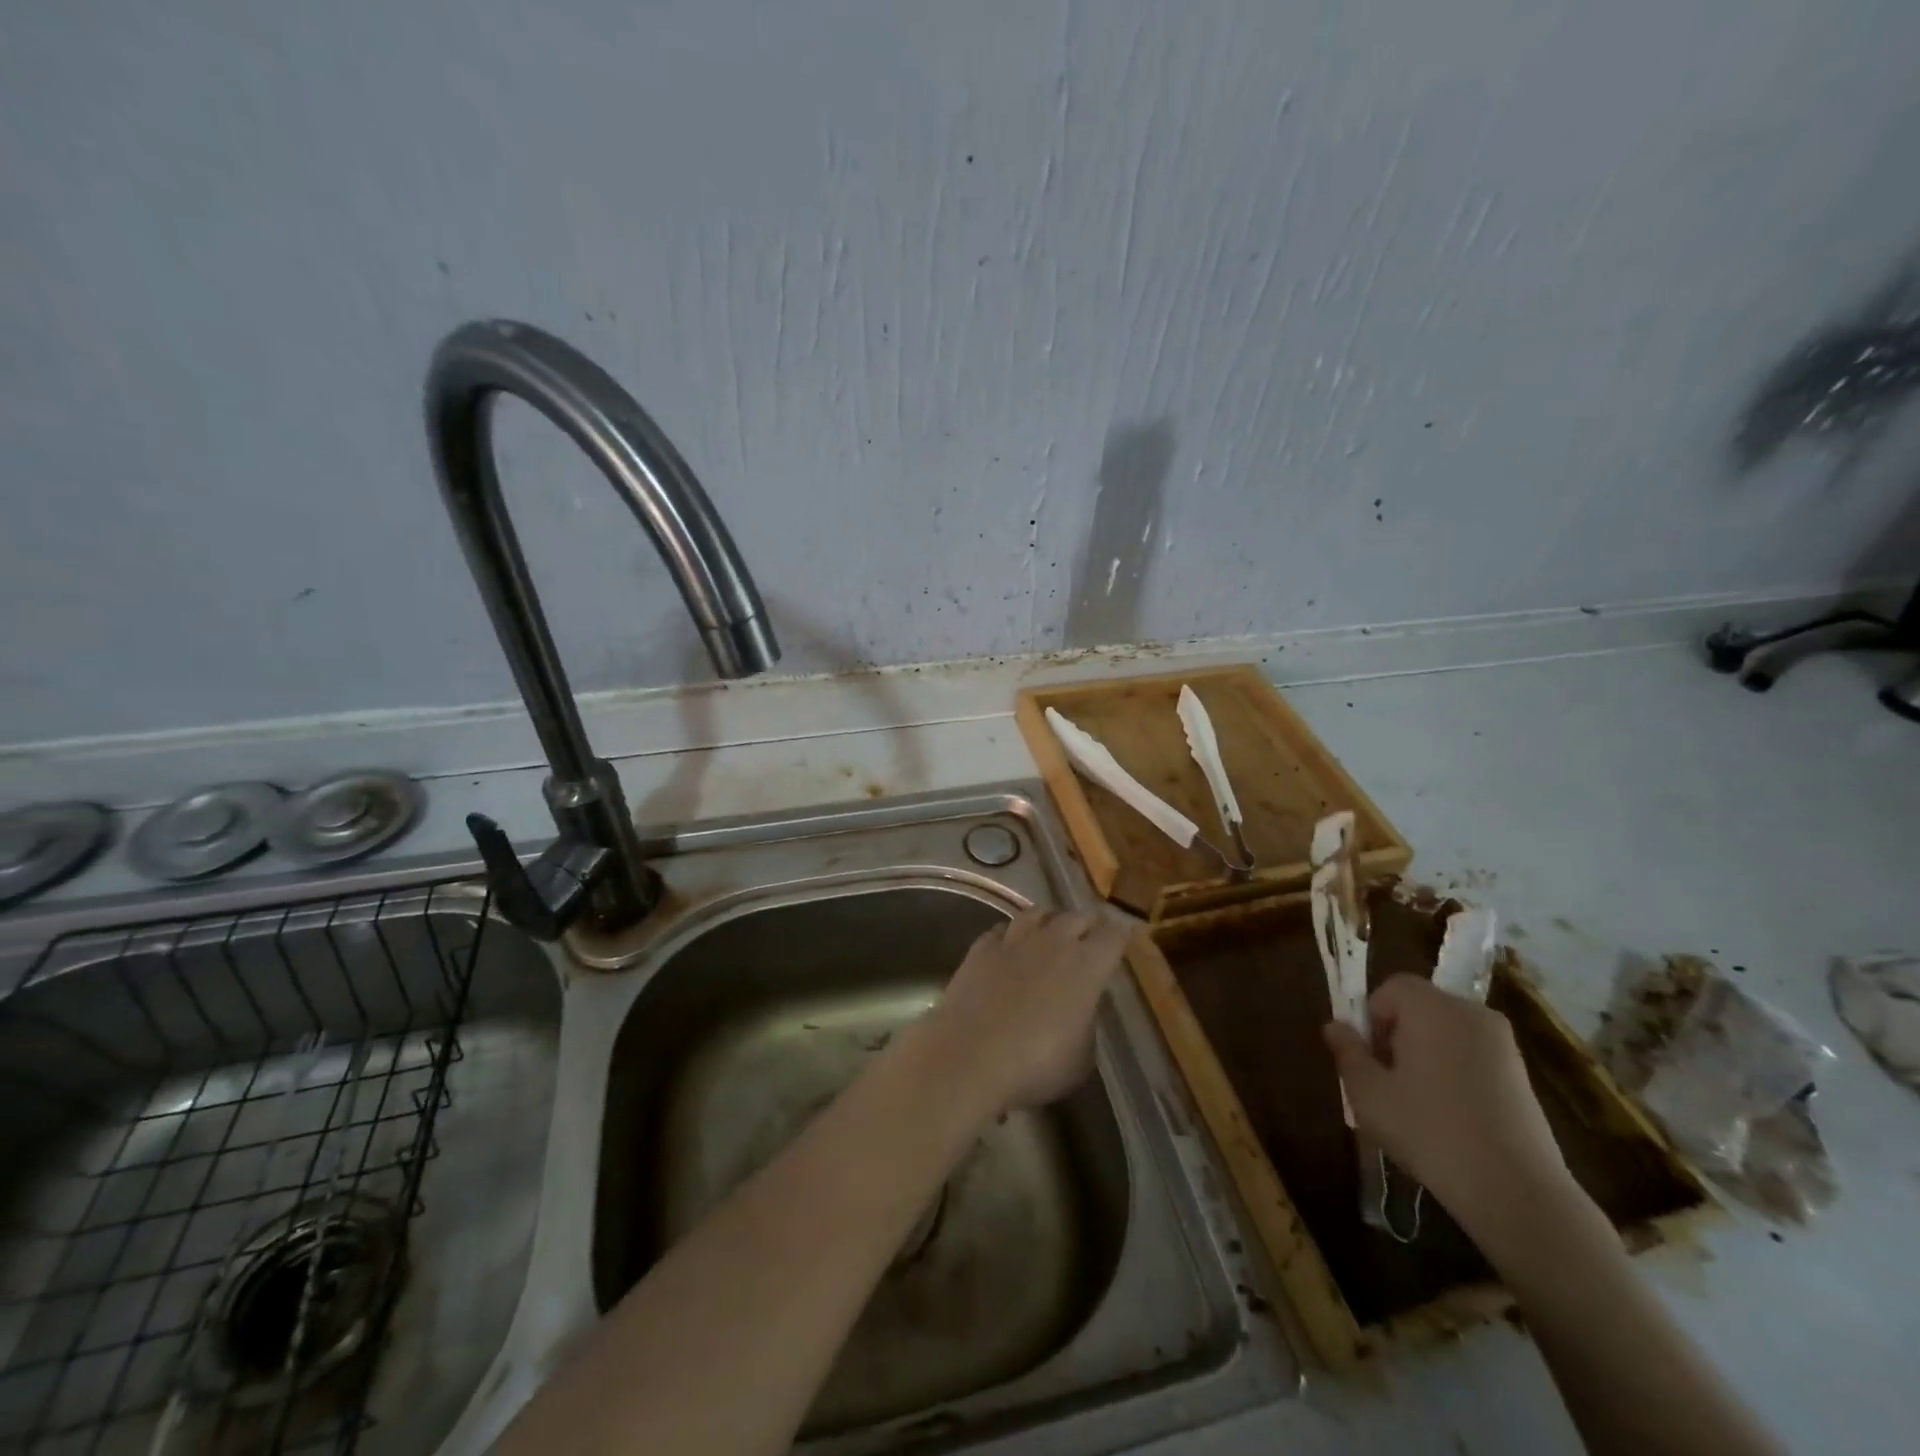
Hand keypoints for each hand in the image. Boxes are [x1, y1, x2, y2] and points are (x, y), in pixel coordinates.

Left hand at [919, 908, 1131, 1117]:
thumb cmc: (1036, 1063)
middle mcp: (1054, 942)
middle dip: (1087, 923)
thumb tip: (1078, 1013)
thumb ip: (1085, 1024)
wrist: (971, 1055)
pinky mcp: (981, 948)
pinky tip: (1007, 945)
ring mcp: (1014, 941)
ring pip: (1036, 913)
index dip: (1121, 935)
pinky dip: (1009, 935)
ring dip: (1048, 920)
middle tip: (1090, 933)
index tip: (1124, 936)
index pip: (1113, 936)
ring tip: (1049, 930)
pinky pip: (1000, 930)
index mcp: (1088, 965)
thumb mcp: (1080, 1058)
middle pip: (1077, 917)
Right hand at [1322, 974, 1581, 1246]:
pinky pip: (1473, 1055)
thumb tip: (1335, 1026)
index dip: (1372, 1016)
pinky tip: (1451, 1116)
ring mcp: (1503, 1044)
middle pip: (1421, 1007)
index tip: (1370, 1057)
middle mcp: (1471, 1013)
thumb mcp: (1368, 1093)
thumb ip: (1348, 1052)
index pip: (1392, 987)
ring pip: (1447, 1032)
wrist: (1515, 1191)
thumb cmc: (1429, 1131)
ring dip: (1426, 1054)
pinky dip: (1455, 1071)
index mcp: (1432, 1007)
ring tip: (1417, 1102)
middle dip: (1398, 1034)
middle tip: (1388, 1080)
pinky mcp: (1523, 1076)